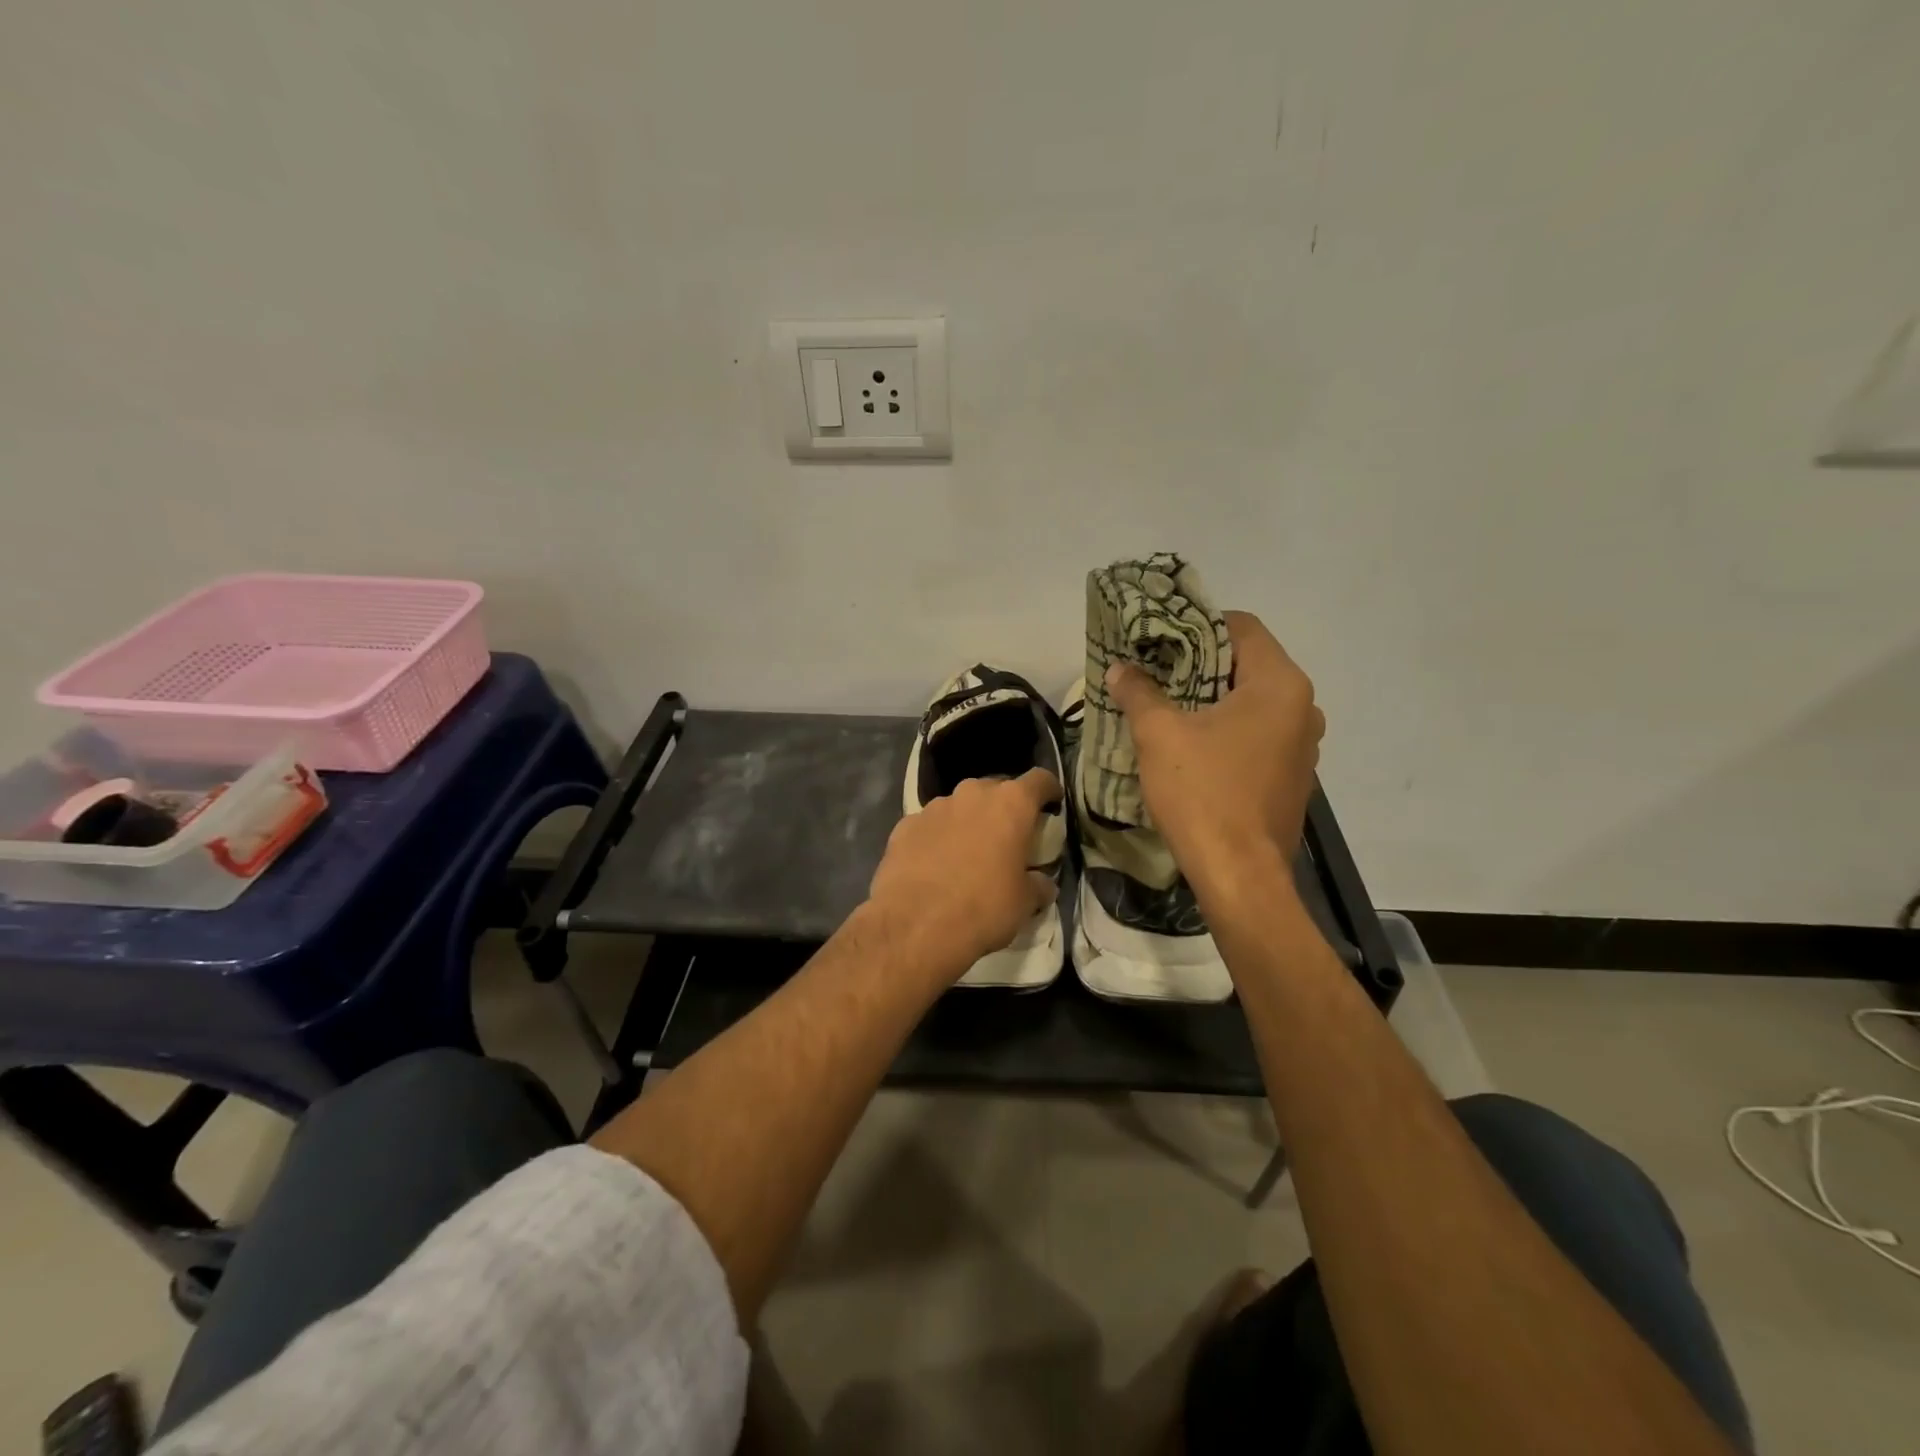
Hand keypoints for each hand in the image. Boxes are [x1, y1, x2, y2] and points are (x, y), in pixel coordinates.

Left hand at [866, 768, 1060, 979]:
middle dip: (1004, 809)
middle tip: (1007, 837)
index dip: (1049, 790)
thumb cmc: (983, 908)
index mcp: (1010, 804)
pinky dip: (937, 837)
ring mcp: (934, 807)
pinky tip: (934, 865)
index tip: (1052, 804)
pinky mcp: (905, 825)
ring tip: (967, 854)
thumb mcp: (1025, 903)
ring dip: (968, 822)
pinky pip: (930, 825)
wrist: (915, 925)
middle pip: (996, 790)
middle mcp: (972, 794)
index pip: (1040, 779)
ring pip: (960, 806)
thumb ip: (1038, 884)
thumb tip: (1042, 883)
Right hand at [1104, 611, 1323, 900]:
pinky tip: (1193, 746)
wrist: (1239, 875)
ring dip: (1213, 699)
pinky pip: (1258, 734)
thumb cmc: (1203, 792)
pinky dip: (1228, 729)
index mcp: (1279, 685)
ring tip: (1168, 707)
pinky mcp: (1293, 776)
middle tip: (1156, 671)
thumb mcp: (1159, 734)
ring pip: (1253, 702)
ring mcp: (1303, 745)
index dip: (1198, 625)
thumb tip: (1120, 669)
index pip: (1242, 627)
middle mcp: (1303, 708)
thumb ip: (1139, 692)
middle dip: (1200, 664)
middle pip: (1248, 664)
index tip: (1161, 639)